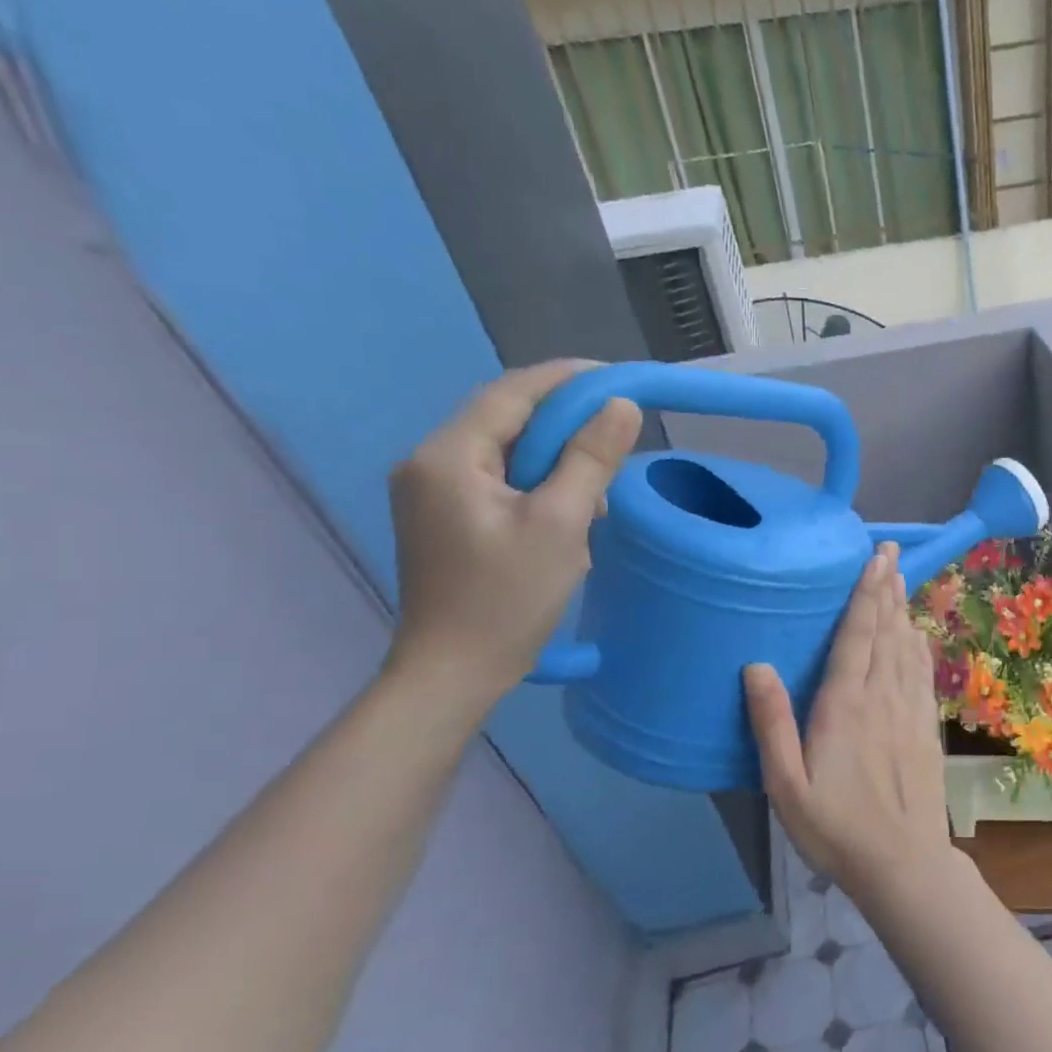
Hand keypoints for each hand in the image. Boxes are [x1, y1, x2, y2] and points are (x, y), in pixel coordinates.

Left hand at [385, 360, 641, 710]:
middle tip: (618, 433)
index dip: (566, 379)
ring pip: (506, 453)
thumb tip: (621, 406)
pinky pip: (499, 482)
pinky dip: (539, 485)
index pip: (511, 394)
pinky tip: (569, 512)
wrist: (453, 673)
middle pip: (506, 420)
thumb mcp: (562, 524)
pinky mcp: (445, 520)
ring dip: (555, 460)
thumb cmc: (508, 599)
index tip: (617, 378)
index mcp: (448, 456)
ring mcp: (433, 493)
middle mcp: (430, 463)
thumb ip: (590, 459)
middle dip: (565, 423)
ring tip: (599, 490)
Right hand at [745, 545, 956, 903]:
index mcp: (844, 706)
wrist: (903, 863)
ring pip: (907, 648)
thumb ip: (772, 724)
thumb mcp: (786, 785)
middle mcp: (882, 698)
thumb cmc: (835, 828)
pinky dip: (920, 647)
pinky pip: (923, 675)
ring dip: (903, 611)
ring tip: (901, 579)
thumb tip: (756, 666)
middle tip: (889, 553)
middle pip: (886, 632)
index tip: (873, 560)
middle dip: (887, 589)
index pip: (856, 637)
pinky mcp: (926, 728)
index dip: (865, 595)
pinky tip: (918, 635)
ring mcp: (910, 711)